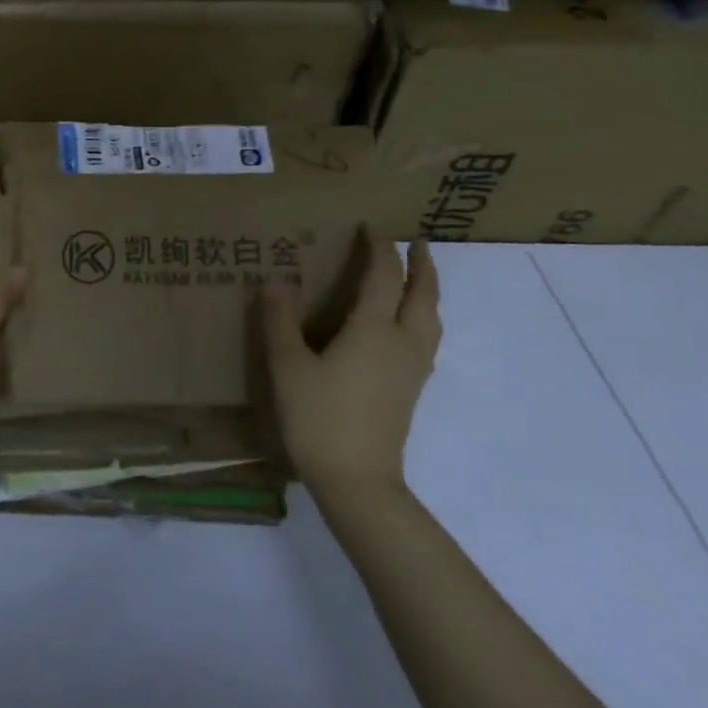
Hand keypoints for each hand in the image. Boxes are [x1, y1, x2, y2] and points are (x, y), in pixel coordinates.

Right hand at [263, 234, 441, 500]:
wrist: (356, 479)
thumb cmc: (319, 418)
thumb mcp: (288, 367)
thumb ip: (280, 321)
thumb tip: (275, 281)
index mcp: (373, 329)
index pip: (383, 276)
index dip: (378, 248)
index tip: (371, 227)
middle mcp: (402, 342)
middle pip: (423, 293)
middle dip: (421, 264)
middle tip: (415, 243)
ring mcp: (413, 368)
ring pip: (431, 317)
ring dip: (428, 290)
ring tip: (417, 279)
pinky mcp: (412, 389)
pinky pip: (427, 338)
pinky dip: (423, 317)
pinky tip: (407, 327)